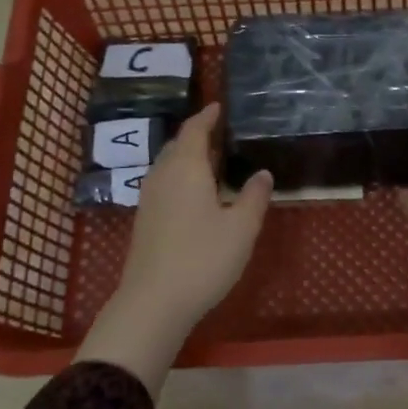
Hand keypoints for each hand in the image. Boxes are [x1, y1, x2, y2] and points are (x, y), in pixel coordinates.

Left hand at [75, 103, 271, 393]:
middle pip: (179, 145)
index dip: (207, 116)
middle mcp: (163, 175)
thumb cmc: (203, 258)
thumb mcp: (241, 228)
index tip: (219, 106)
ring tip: (213, 159)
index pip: (195, 130)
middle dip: (199, 135)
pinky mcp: (145, 219)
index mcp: (186, 168)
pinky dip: (181, 176)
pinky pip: (165, 182)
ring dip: (189, 156)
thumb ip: (254, 196)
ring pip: (169, 165)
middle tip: (223, 132)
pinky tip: (197, 192)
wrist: (153, 302)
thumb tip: (262, 173)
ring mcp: (149, 198)